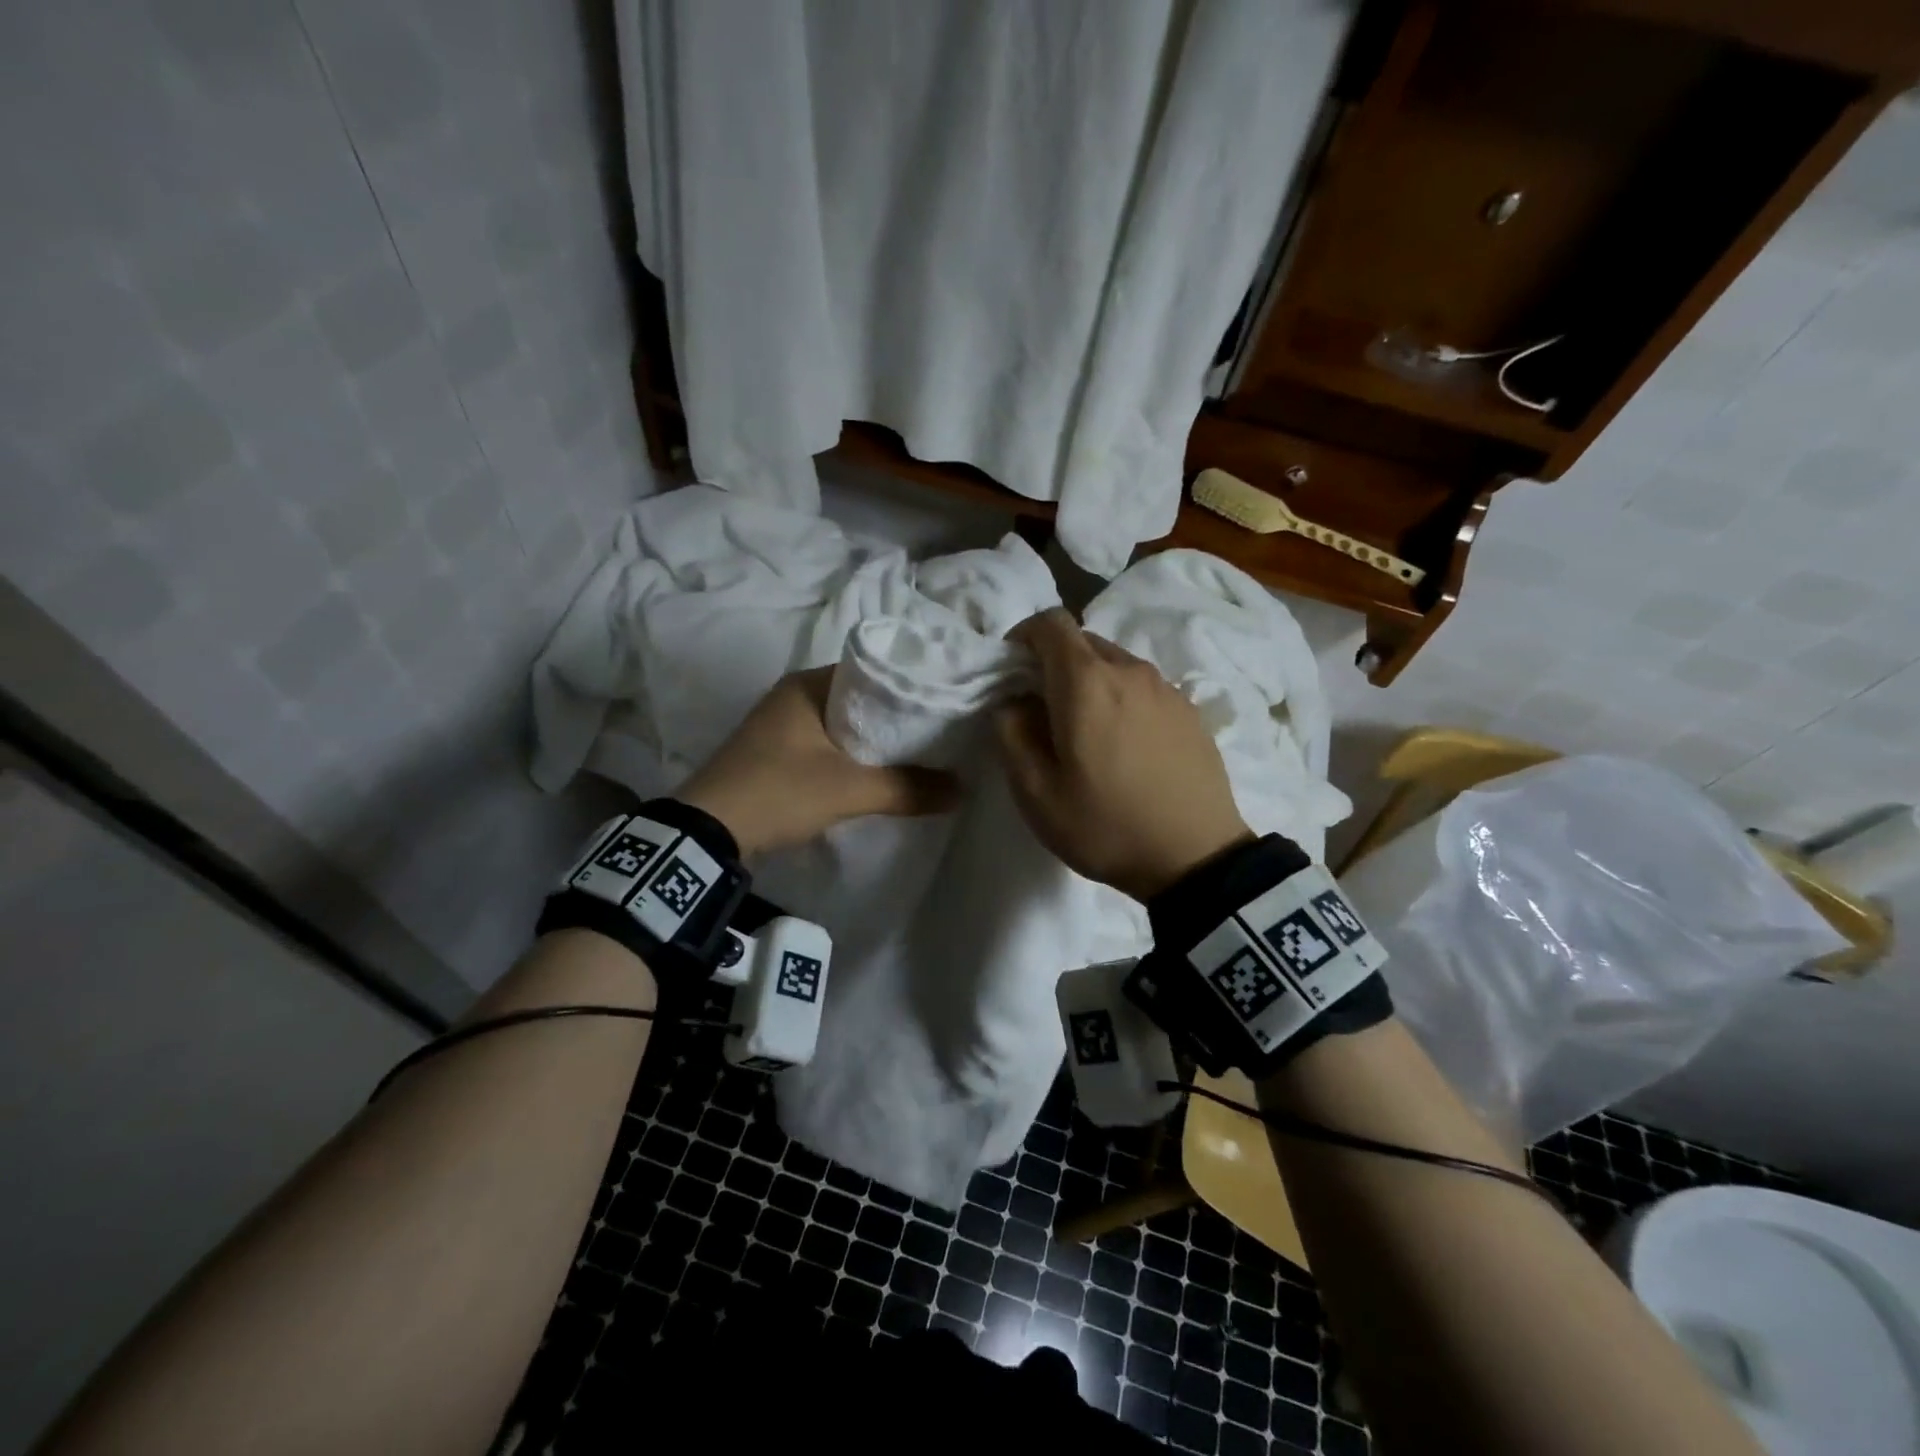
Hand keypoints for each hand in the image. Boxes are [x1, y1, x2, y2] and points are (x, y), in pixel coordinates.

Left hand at [677, 668, 960, 855]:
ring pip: (841, 724)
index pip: (872, 671)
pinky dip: (850, 754)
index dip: (908, 688)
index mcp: (807, 684)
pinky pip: (825, 744)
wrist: (708, 832)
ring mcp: (780, 724)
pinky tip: (874, 772)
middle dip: (894, 717)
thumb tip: (962, 789)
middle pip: (859, 699)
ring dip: (872, 739)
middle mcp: (792, 694)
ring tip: (915, 753)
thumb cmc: (779, 792)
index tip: (942, 705)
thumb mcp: (849, 790)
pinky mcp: (774, 752)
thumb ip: (907, 788)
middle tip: (936, 733)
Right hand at [995, 608, 1251, 900]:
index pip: (1051, 623)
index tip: (1012, 669)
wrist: (1196, 859)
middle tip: (1042, 708)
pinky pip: (1143, 686)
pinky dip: (1121, 697)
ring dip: (1089, 681)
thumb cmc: (1106, 825)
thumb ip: (1011, 734)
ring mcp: (1166, 688)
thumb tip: (1013, 702)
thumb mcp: (1035, 793)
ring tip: (1085, 731)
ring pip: (1115, 663)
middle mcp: (1129, 670)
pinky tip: (1124, 744)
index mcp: (1087, 682)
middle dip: (1054, 662)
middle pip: (1083, 641)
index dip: (1024, 635)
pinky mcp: (1190, 710)